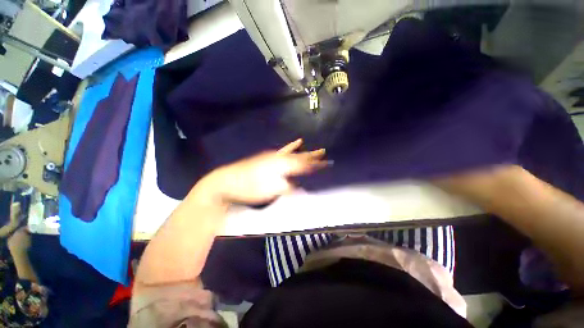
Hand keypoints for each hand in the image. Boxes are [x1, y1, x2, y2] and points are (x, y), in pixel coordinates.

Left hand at [197, 139, 328, 204]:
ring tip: (317, 150)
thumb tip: (300, 186)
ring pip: (295, 153)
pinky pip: (285, 150)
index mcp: (282, 166)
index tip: (326, 164)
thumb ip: (287, 187)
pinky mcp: (269, 156)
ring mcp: (274, 156)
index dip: (315, 165)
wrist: (229, 180)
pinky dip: (293, 146)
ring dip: (306, 153)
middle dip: (314, 157)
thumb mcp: (270, 191)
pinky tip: (298, 142)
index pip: (303, 165)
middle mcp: (280, 158)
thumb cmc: (249, 188)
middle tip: (325, 153)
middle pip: (301, 157)